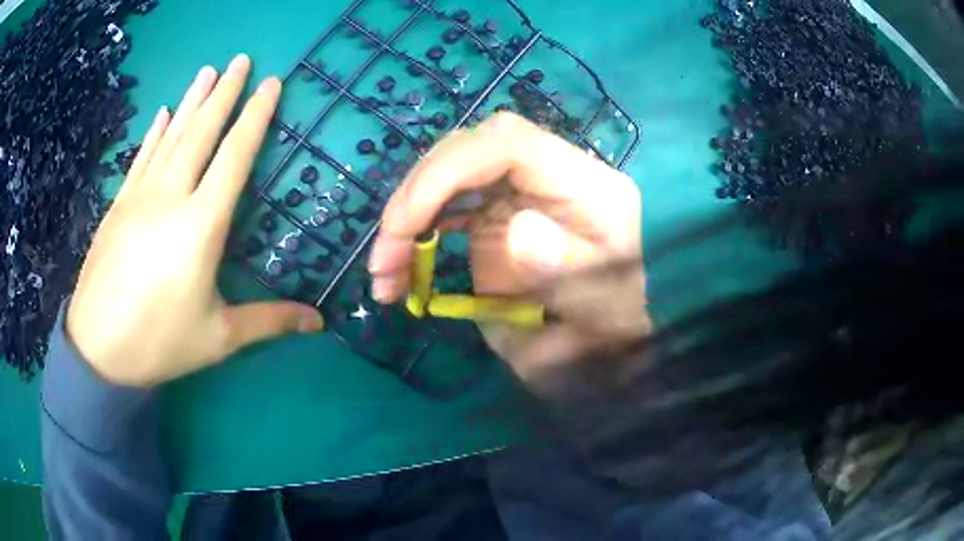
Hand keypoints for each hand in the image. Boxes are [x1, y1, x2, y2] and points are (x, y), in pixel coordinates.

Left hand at [67, 55, 323, 387]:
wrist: (97, 351)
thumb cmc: (160, 344)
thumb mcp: (219, 338)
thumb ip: (268, 321)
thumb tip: (318, 323)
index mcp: (200, 226)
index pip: (234, 157)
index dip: (255, 118)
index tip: (272, 84)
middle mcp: (171, 198)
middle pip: (201, 133)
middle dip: (225, 92)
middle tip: (242, 59)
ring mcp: (139, 197)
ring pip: (171, 136)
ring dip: (193, 100)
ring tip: (209, 70)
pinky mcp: (118, 206)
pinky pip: (141, 157)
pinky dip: (155, 132)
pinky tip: (165, 112)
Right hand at [368, 112, 650, 381]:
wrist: (612, 338)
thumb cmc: (611, 327)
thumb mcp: (600, 311)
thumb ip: (567, 271)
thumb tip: (516, 229)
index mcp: (585, 185)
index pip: (507, 144)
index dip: (446, 171)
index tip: (404, 225)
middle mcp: (549, 174)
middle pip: (469, 150)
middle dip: (416, 196)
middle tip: (385, 260)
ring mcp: (523, 190)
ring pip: (452, 173)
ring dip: (408, 216)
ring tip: (384, 274)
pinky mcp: (502, 210)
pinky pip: (452, 203)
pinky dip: (419, 231)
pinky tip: (402, 266)